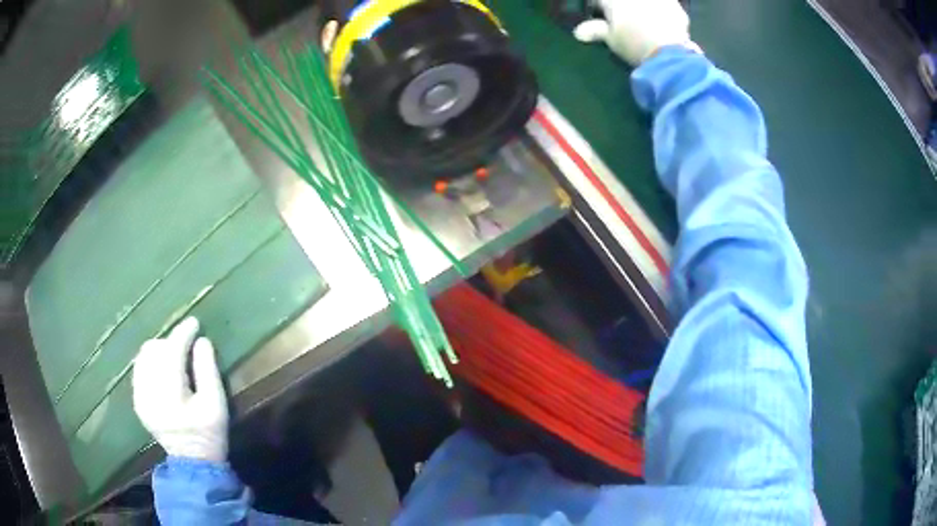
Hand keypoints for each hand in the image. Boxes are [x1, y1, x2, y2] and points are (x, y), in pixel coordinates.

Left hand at [132, 317, 228, 462]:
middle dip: (171, 342)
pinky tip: (162, 368)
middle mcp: (149, 394)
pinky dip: (150, 361)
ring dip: (160, 349)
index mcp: (171, 396)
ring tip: (174, 355)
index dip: (183, 334)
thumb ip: (208, 370)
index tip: (194, 322)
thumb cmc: (209, 434)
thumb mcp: (216, 404)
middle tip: (187, 344)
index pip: (172, 353)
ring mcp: (140, 398)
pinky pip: (139, 368)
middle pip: (155, 351)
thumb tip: (201, 340)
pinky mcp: (137, 401)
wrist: (192, 462)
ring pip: (144, 356)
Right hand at [574, 0, 696, 65]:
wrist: (669, 53)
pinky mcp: (674, 4)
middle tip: (623, 19)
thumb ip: (596, 30)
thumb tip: (578, 32)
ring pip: (645, 3)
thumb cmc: (634, 44)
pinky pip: (666, 4)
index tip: (599, 15)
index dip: (599, 7)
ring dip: (644, 7)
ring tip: (644, 19)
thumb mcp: (612, 39)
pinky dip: (662, 10)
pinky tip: (662, 21)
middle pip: (624, 1)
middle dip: (622, 7)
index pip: (600, 1)